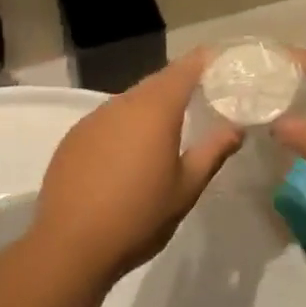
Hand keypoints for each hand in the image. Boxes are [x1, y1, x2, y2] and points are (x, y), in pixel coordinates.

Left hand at [32, 49, 242, 282]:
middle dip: (180, 84)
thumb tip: (236, 128)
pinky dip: (125, 125)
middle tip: (202, 95)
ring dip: (150, 107)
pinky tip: (128, 153)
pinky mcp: (74, 137)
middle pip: (157, 82)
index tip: (221, 60)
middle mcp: (123, 103)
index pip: (185, 69)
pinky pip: (108, 119)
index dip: (204, 60)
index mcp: (155, 109)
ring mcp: (94, 118)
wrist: (70, 246)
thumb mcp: (186, 189)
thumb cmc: (138, 217)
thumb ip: (212, 152)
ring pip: (130, 101)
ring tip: (167, 128)